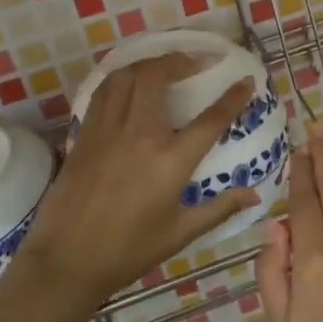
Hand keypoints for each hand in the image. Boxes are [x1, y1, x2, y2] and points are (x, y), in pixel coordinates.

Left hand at [21, 54, 259, 310]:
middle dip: (180, 60)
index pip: (210, 119)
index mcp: (170, 161)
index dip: (232, 97)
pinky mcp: (85, 134)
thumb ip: (220, 209)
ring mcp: (108, 131)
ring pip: (126, 76)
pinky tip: (128, 85)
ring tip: (162, 66)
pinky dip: (120, 79)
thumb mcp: (180, 233)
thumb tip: (255, 195)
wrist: (67, 260)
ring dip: (148, 63)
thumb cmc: (128, 251)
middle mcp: (139, 135)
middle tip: (195, 62)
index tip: (245, 81)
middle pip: (157, 76)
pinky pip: (103, 92)